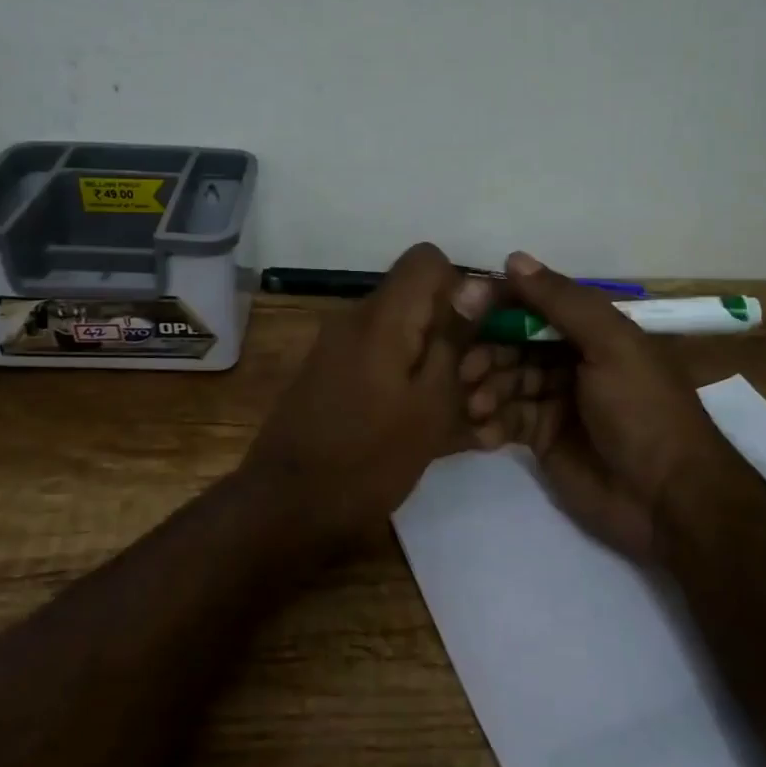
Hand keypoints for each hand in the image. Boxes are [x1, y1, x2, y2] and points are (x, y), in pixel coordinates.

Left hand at [249, 242, 495, 542]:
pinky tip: (425, 423)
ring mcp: (339, 347)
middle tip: (475, 385)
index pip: (427, 259)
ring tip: (459, 414)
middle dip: (453, 332)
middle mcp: (356, 319)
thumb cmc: (369, 459)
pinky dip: (407, 380)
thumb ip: (454, 339)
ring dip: (433, 361)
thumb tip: (476, 284)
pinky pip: (381, 359)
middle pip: (416, 298)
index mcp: (382, 317)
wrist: (287, 508)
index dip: (461, 287)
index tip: (478, 334)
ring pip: (402, 332)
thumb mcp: (430, 404)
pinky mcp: (331, 374)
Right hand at [459, 252, 736, 561]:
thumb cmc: (642, 409)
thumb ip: (562, 302)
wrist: (667, 499)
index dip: (499, 304)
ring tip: (476, 405)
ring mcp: (555, 400)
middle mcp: (570, 358)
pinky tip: (481, 430)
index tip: (462, 307)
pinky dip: (490, 422)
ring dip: (486, 388)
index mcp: (591, 330)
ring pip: (505, 381)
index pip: (534, 304)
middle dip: (487, 352)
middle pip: (513, 343)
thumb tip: (513, 258)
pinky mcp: (542, 439)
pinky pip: (506, 419)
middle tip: (465, 370)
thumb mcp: (611, 345)